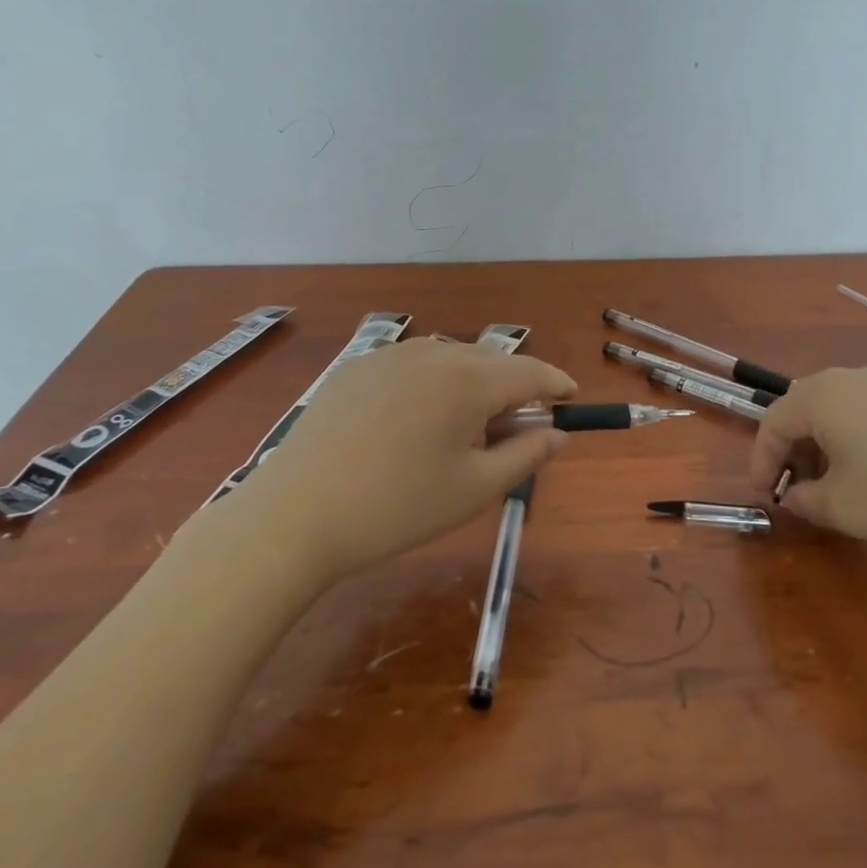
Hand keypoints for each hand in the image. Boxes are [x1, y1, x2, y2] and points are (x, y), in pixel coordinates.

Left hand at [237, 338, 576, 582]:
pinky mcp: (356, 366)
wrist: (296, 515)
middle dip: (512, 390)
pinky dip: (429, 386)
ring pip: (450, 362)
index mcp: (468, 379)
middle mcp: (432, 352)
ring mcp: (389, 355)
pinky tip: (410, 425)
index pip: (530, 371)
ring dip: (470, 386)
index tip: (570, 399)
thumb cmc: (398, 508)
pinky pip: (411, 367)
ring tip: (459, 432)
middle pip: (490, 363)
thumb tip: (558, 433)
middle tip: (514, 431)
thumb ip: (527, 454)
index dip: (556, 384)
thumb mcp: (476, 489)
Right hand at [748, 366, 866, 559]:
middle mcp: (851, 378)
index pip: (773, 422)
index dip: (762, 461)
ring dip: (823, 446)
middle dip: (792, 451)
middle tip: (795, 491)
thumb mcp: (843, 507)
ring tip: (833, 487)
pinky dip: (855, 440)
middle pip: (804, 410)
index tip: (764, 495)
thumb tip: (794, 496)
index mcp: (822, 395)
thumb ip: (805, 500)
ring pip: (838, 411)